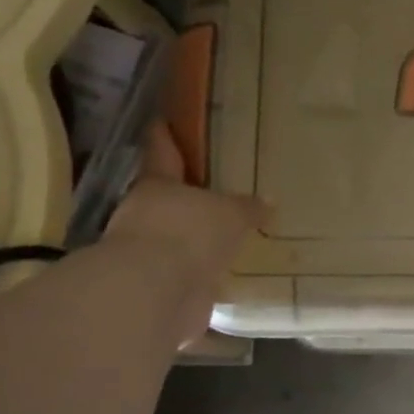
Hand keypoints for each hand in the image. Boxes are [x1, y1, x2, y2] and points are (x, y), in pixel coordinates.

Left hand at [104, 124, 265, 341]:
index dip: (164, 136)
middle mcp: (146, 215)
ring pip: (179, 238)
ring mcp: (150, 253)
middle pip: (169, 199)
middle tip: (220, 193)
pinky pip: (189, 274)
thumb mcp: (231, 212)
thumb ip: (248, 207)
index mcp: (158, 185)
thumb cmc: (190, 232)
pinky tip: (229, 275)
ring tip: (232, 238)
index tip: (163, 120)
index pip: (161, 152)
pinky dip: (206, 275)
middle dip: (190, 197)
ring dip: (199, 240)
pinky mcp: (161, 287)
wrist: (158, 293)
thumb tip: (268, 202)